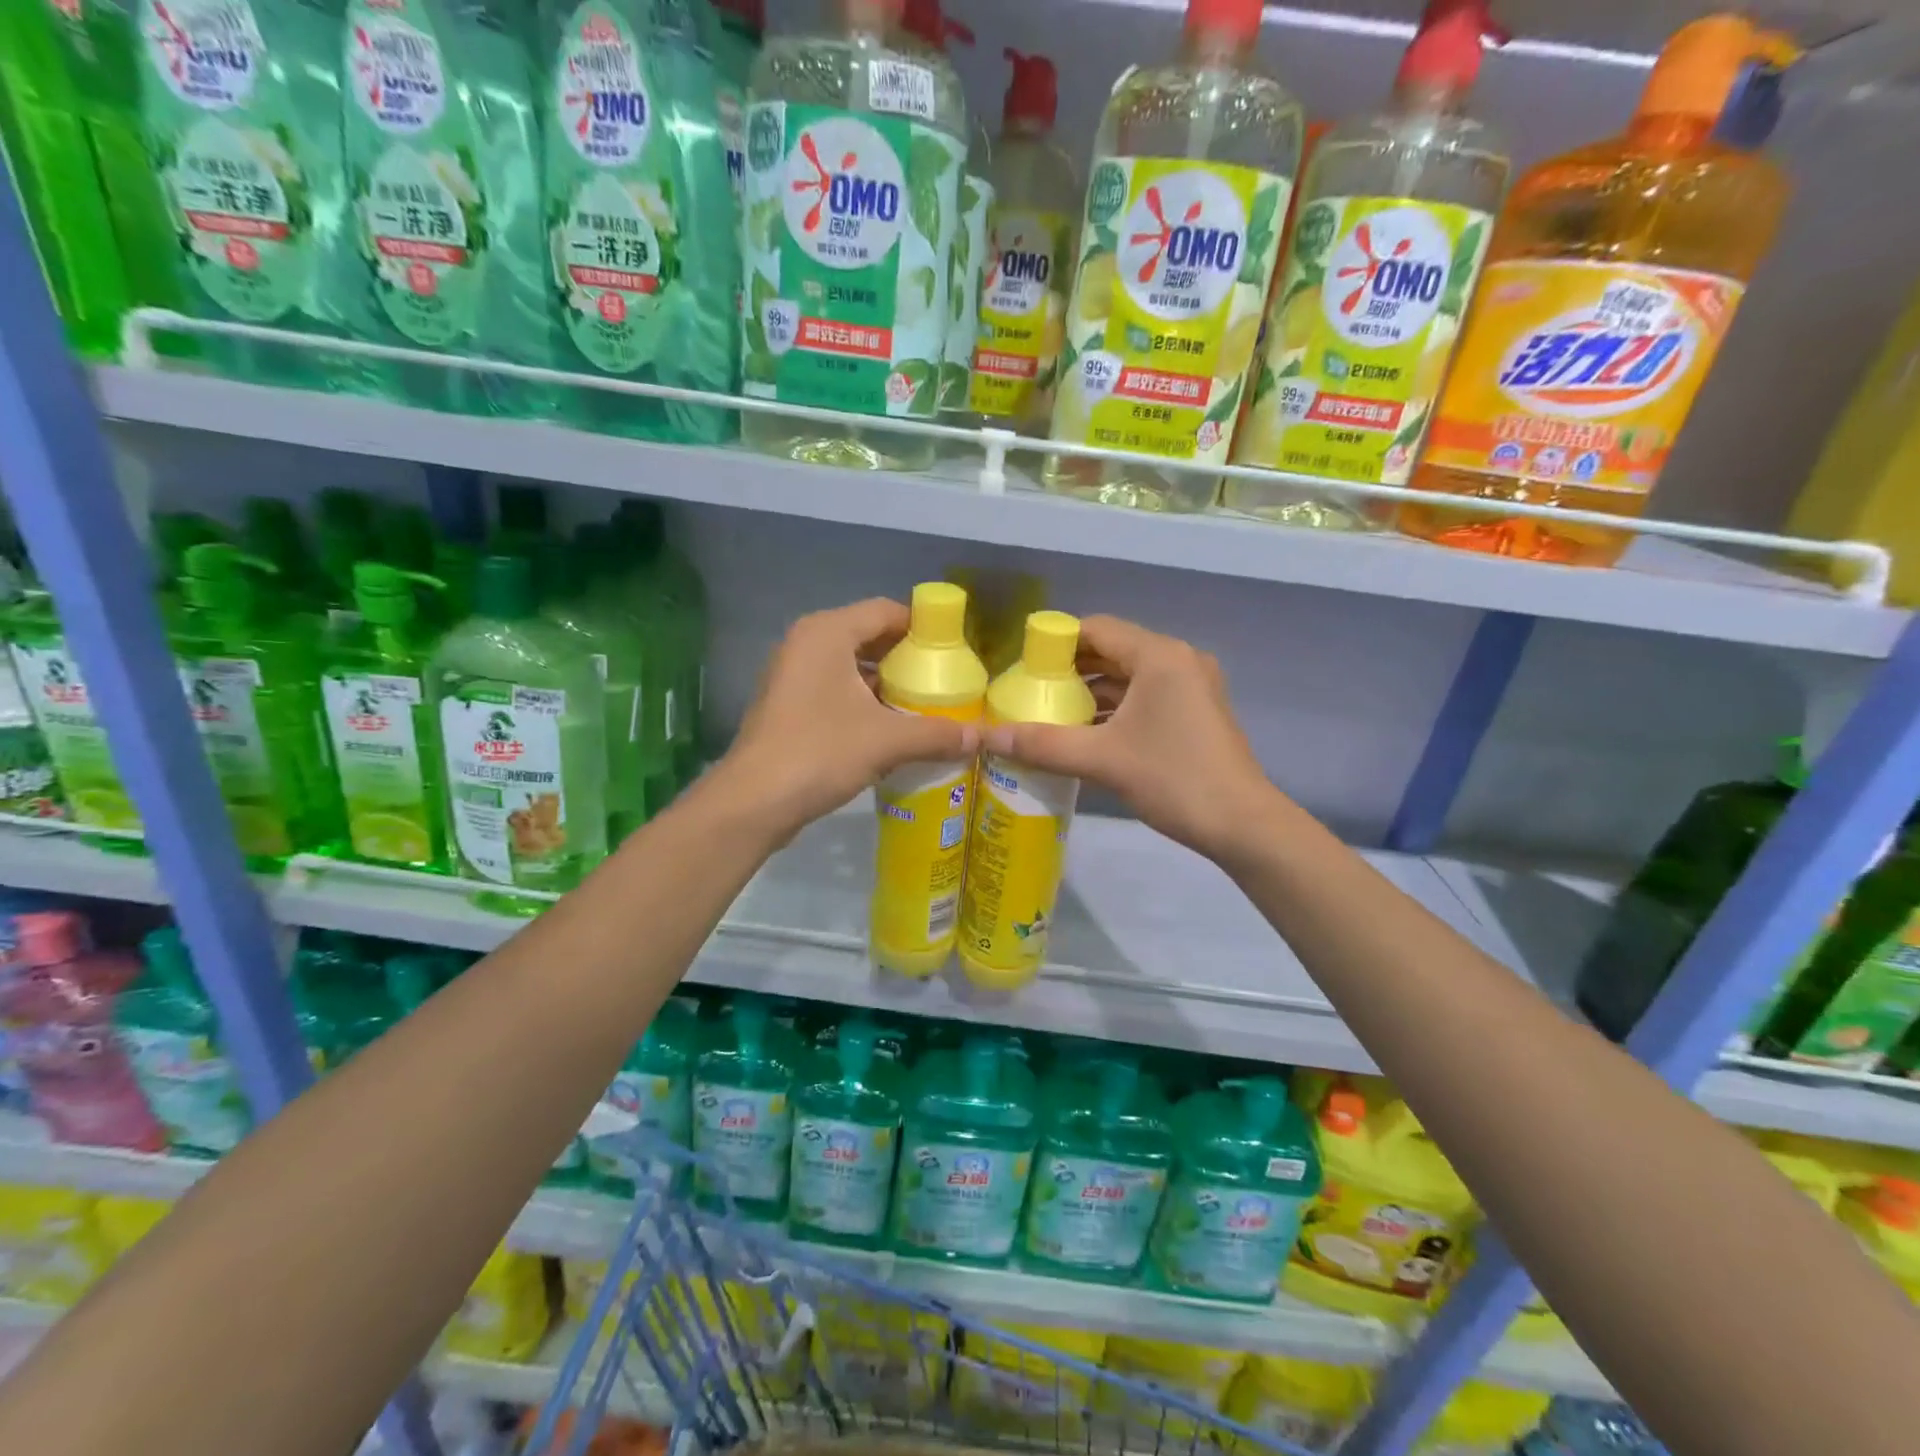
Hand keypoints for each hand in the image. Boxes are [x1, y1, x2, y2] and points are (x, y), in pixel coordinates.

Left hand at [719, 599, 977, 836]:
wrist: (754, 801)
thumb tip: (983, 737)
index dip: (923, 628)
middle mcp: (806, 643)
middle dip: (907, 659)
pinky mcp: (788, 705)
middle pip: (869, 636)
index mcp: (827, 632)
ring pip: (852, 667)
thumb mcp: (887, 740)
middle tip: (945, 681)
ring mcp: (792, 674)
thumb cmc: (820, 752)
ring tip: (926, 706)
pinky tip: (891, 728)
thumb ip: (937, 733)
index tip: (955, 652)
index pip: (886, 611)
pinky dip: (864, 702)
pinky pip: (836, 689)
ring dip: (887, 684)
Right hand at [980, 615, 1272, 860]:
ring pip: (1130, 677)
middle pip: (1113, 651)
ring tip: (1050, 714)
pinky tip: (1086, 733)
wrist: (1242, 824)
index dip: (1056, 643)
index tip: (1023, 667)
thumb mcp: (1102, 759)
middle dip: (1071, 670)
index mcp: (1159, 656)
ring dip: (1092, 692)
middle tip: (1030, 692)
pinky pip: (1146, 696)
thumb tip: (986, 737)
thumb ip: (1042, 744)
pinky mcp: (1196, 711)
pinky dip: (1116, 708)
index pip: (1096, 629)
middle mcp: (1178, 660)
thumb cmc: (1173, 779)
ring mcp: (1192, 686)